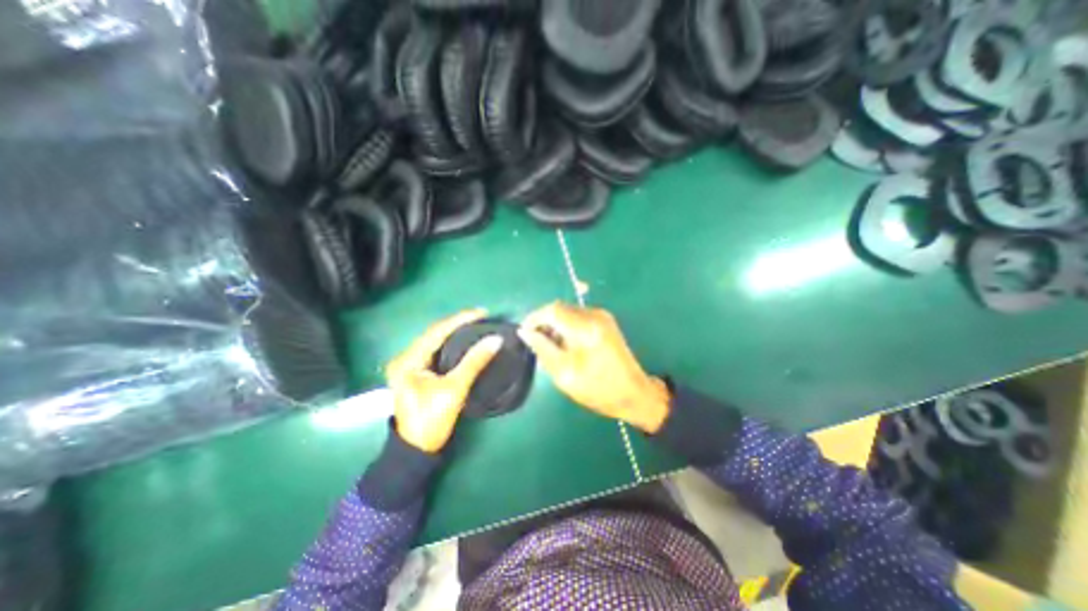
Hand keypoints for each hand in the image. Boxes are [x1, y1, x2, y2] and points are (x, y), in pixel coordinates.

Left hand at [383, 311, 503, 453]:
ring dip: (455, 332)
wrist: (417, 450)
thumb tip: (495, 340)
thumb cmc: (432, 420)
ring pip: (435, 341)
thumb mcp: (454, 389)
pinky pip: (436, 350)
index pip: (437, 331)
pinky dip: (451, 343)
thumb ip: (474, 362)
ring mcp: (409, 365)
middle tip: (481, 316)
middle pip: (434, 333)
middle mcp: (405, 358)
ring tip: (475, 323)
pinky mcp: (416, 372)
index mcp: (408, 360)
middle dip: (458, 323)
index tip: (482, 312)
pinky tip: (464, 339)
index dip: (460, 319)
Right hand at [517, 302, 672, 434]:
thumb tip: (525, 332)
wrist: (634, 393)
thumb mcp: (565, 373)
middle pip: (560, 309)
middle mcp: (595, 315)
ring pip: (568, 313)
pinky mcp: (605, 322)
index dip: (534, 318)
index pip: (553, 310)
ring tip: (549, 347)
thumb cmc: (598, 389)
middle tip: (536, 344)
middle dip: (544, 323)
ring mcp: (602, 317)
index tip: (524, 333)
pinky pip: (578, 318)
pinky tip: (565, 345)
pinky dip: (566, 328)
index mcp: (587, 328)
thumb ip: (543, 349)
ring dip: (555, 326)